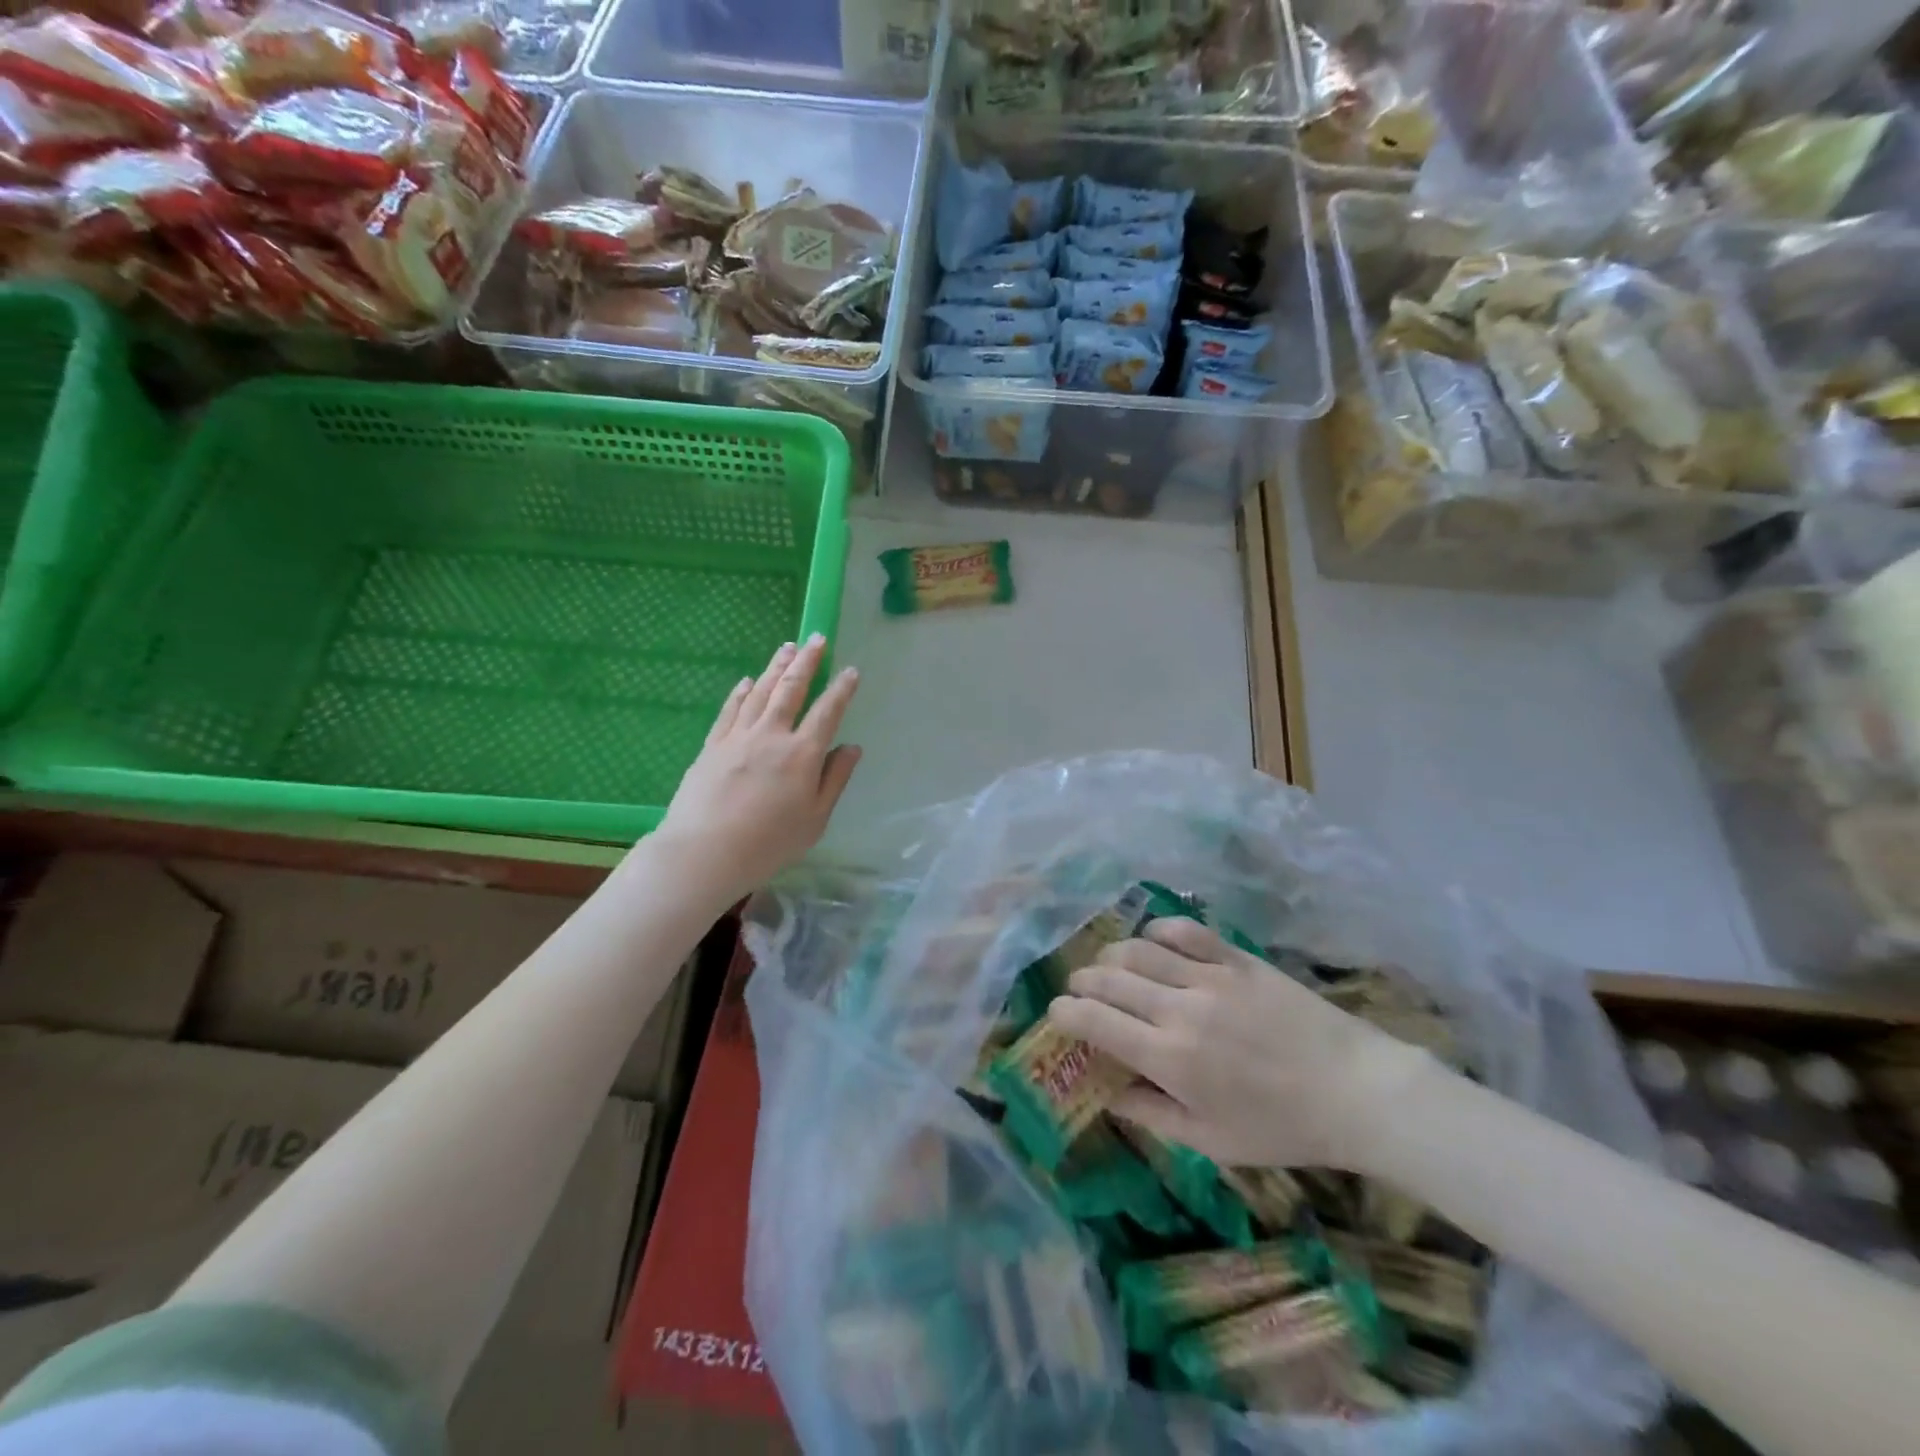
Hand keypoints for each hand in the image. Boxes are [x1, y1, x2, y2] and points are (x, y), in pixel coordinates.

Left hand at [654, 635, 860, 903]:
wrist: (705, 851)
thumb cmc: (769, 843)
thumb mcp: (815, 819)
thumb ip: (835, 779)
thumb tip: (851, 747)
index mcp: (802, 753)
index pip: (827, 711)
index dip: (841, 690)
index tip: (851, 671)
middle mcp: (772, 735)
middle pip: (791, 689)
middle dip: (807, 662)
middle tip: (816, 639)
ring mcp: (739, 736)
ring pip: (761, 691)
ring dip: (776, 666)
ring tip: (787, 647)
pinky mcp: (713, 744)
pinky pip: (730, 709)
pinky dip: (742, 691)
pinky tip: (748, 680)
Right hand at [1048, 917, 1433, 1172]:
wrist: (1356, 1090)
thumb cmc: (1281, 1127)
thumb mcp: (1212, 1142)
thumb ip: (1152, 1116)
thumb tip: (1108, 1094)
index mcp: (1170, 1058)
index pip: (1095, 1022)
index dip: (1065, 1013)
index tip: (1055, 1014)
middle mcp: (1180, 1009)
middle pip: (1109, 978)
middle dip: (1081, 981)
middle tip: (1078, 990)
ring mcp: (1209, 977)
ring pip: (1139, 948)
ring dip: (1111, 954)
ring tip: (1107, 965)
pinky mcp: (1236, 958)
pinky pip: (1185, 930)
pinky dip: (1158, 929)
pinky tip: (1152, 939)